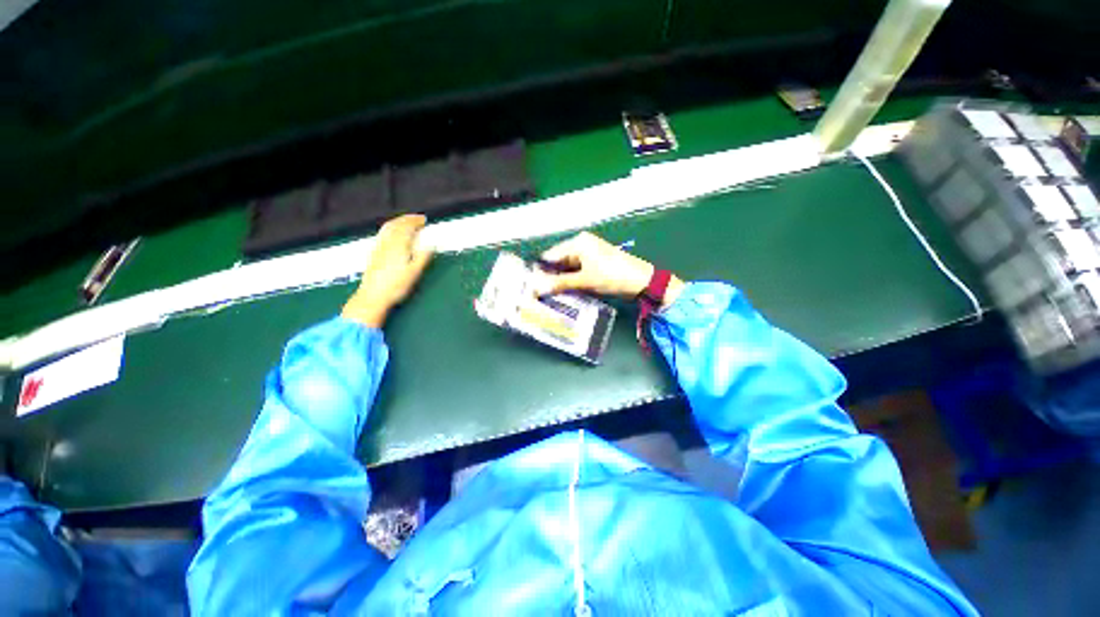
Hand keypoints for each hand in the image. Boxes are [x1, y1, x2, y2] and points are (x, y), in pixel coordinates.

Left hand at [342, 214, 433, 327]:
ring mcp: (378, 247)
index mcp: (399, 246)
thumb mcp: (414, 272)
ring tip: (405, 222)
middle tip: (416, 219)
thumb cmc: (396, 286)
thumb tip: (431, 244)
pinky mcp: (373, 253)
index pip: (407, 228)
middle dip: (407, 219)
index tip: (424, 220)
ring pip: (387, 228)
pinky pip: (382, 234)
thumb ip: (423, 257)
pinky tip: (392, 234)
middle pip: (396, 225)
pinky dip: (389, 228)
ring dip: (397, 222)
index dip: (416, 222)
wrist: (373, 296)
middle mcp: (387, 243)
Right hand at [534, 232, 683, 307]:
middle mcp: (581, 245)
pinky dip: (570, 281)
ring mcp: (589, 255)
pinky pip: (576, 272)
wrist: (641, 281)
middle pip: (559, 261)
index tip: (530, 285)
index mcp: (578, 242)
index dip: (541, 271)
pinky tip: (563, 293)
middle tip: (537, 293)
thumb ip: (560, 284)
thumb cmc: (612, 276)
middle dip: (550, 277)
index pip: (552, 255)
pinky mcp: (594, 264)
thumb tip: (537, 288)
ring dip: (560, 281)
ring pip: (567, 268)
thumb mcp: (585, 281)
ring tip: (547, 295)